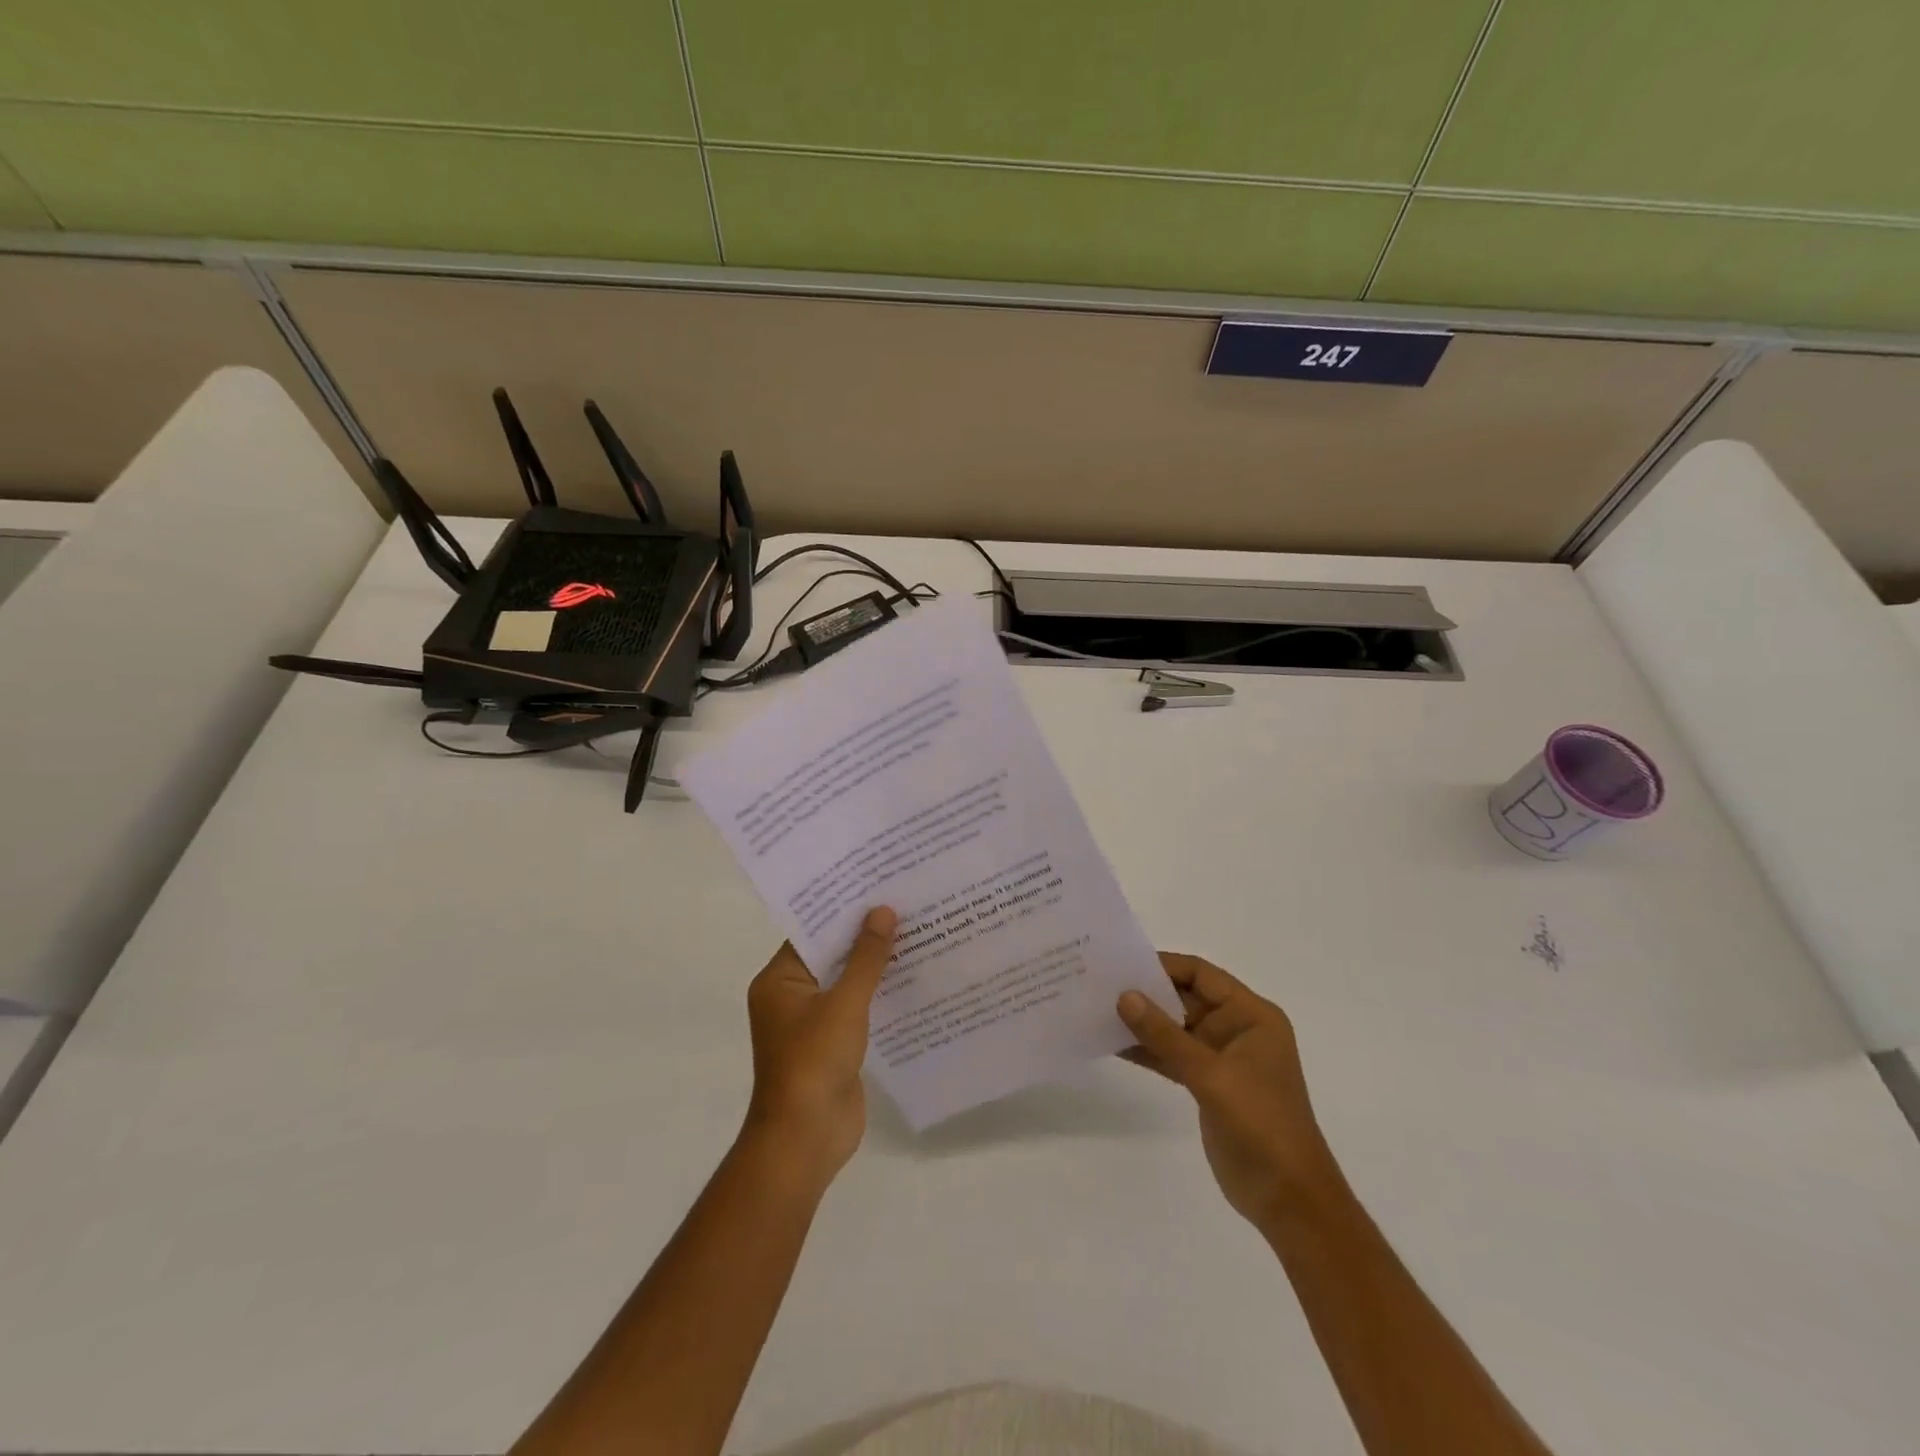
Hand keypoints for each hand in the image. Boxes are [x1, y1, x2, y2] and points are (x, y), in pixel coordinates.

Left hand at [743, 906, 897, 1181]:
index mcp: (778, 981)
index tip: (875, 886)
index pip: (811, 933)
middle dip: (863, 935)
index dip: (842, 910)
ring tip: (914, 931)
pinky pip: (856, 1007)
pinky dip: (878, 993)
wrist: (806, 1138)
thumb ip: (866, 957)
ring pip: (846, 981)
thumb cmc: (814, 1062)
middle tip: (902, 902)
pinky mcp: (833, 1043)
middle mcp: (790, 997)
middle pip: (830, 955)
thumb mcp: (844, 1003)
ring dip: (874, 964)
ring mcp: (812, 1022)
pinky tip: (911, 976)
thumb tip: (883, 911)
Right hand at [1118, 954, 1334, 1226]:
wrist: (1289, 1200)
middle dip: (1147, 993)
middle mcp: (1237, 1029)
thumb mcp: (1211, 1075)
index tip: (1121, 963)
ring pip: (1174, 1028)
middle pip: (1185, 998)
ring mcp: (1221, 1058)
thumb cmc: (1261, 1124)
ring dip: (1142, 1023)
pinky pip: (1171, 1056)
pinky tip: (1113, 1045)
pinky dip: (1147, 1050)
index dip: (1163, 966)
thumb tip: (1124, 996)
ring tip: (1097, 1010)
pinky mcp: (1207, 1085)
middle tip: (1099, 984)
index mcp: (1251, 1016)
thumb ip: (1165, 1036)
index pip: (1202, 975)